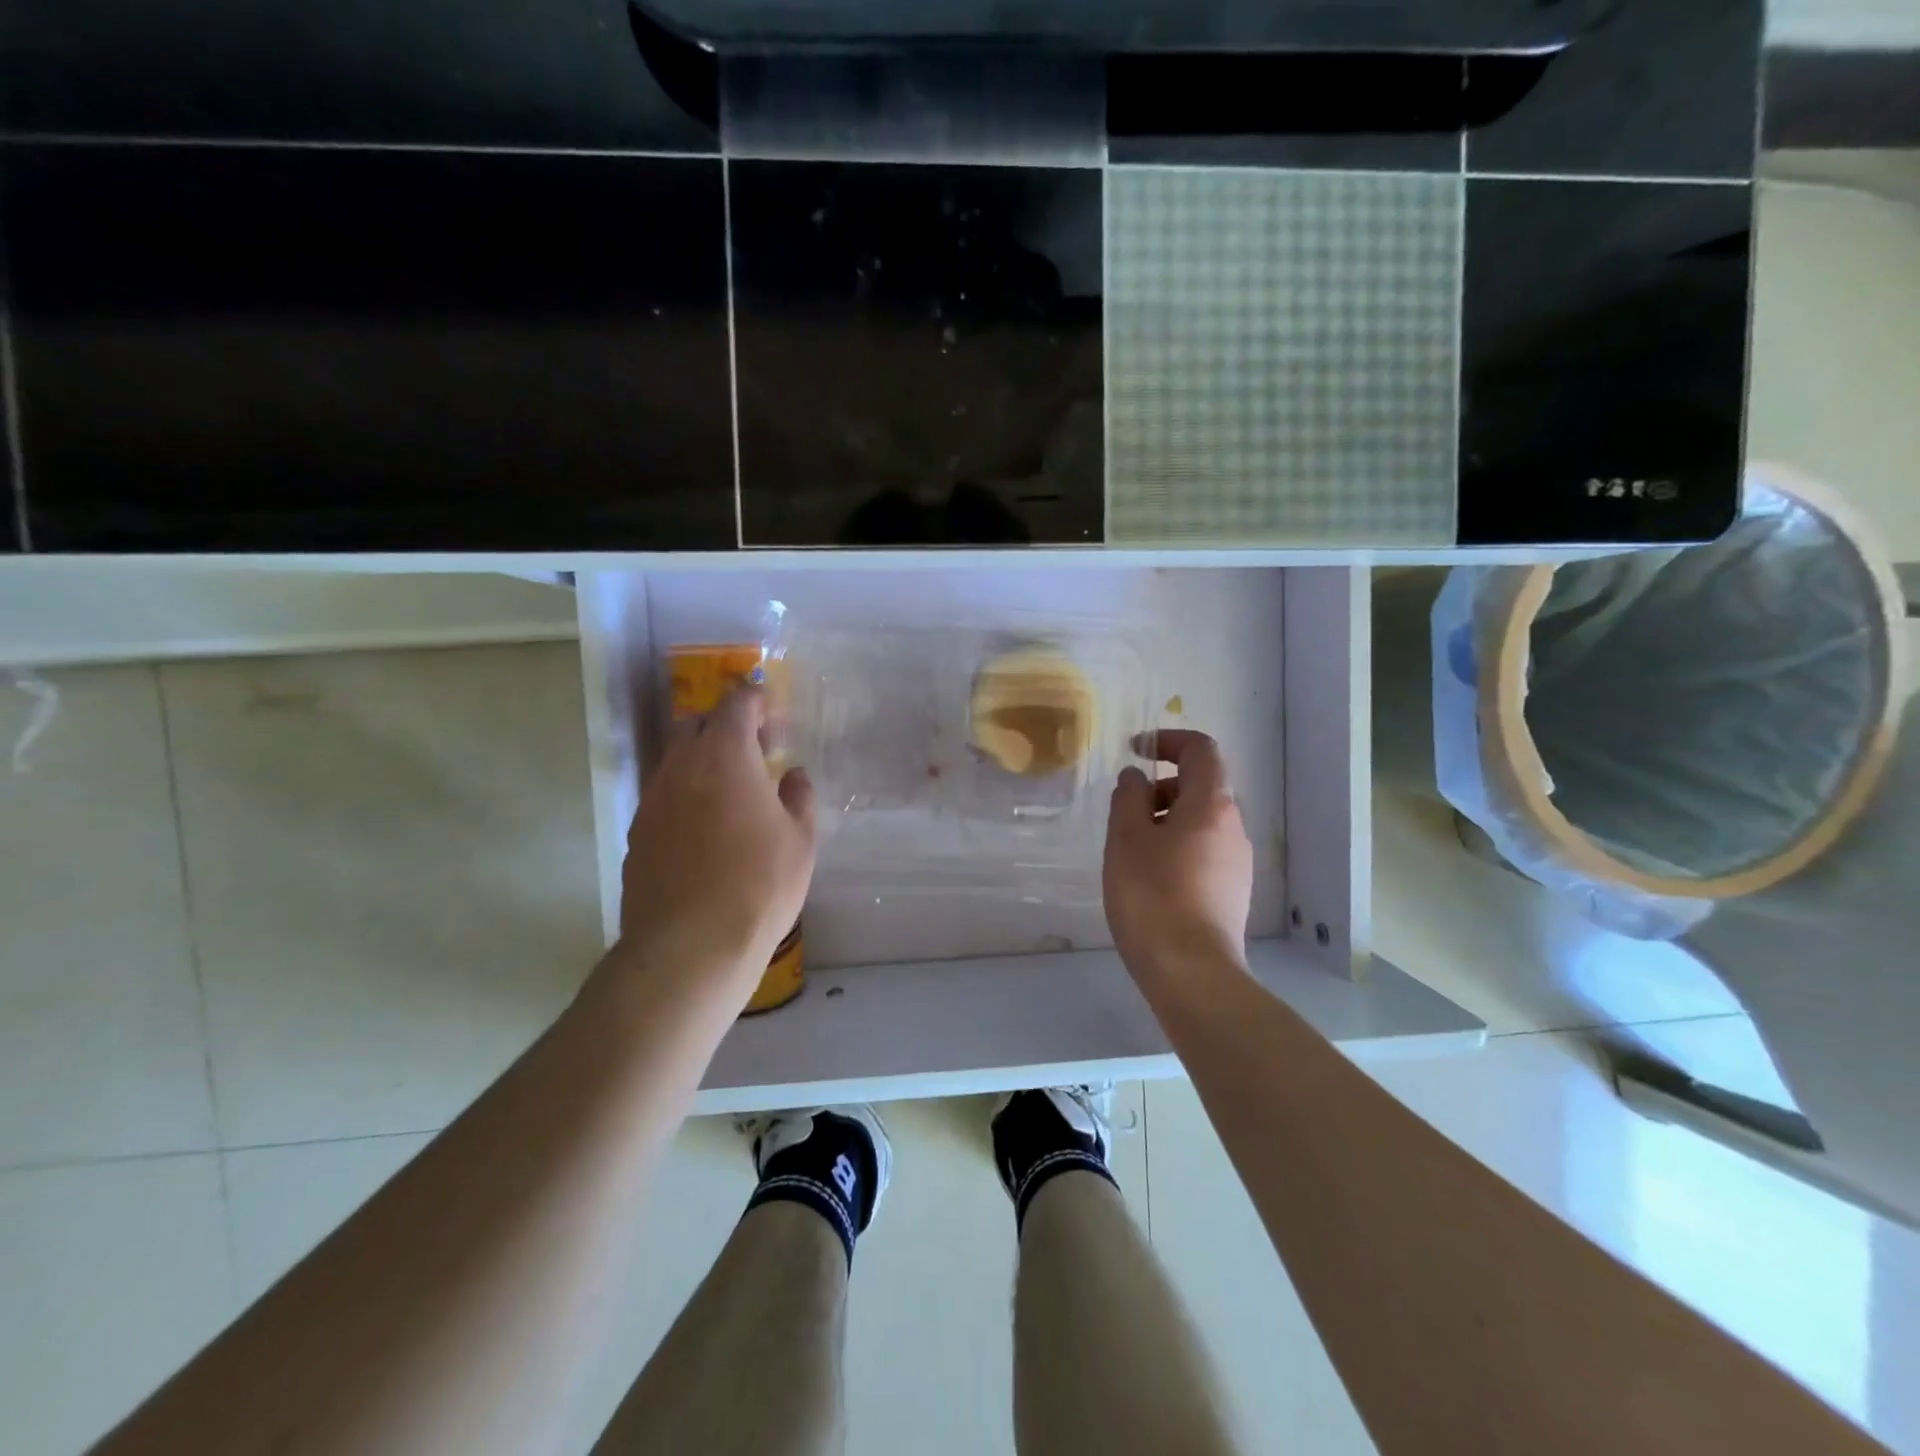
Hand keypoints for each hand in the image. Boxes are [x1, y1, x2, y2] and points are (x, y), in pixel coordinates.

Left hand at [614, 685, 816, 1001]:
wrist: (690, 946)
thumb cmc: (759, 885)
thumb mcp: (801, 840)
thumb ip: (799, 797)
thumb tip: (793, 776)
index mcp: (725, 756)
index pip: (735, 703)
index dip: (755, 699)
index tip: (771, 711)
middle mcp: (681, 768)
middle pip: (695, 724)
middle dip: (724, 726)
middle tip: (754, 751)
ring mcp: (653, 801)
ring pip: (675, 761)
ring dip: (702, 762)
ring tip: (731, 792)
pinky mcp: (638, 835)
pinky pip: (663, 797)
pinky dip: (685, 796)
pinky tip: (706, 829)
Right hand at [1103, 729, 1253, 981]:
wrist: (1191, 971)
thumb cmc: (1152, 895)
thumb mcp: (1126, 838)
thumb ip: (1128, 797)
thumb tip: (1135, 777)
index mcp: (1212, 804)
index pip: (1201, 749)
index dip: (1168, 740)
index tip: (1135, 751)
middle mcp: (1233, 826)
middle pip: (1201, 785)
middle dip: (1161, 786)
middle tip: (1125, 812)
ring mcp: (1237, 861)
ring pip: (1201, 821)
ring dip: (1166, 819)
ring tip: (1130, 849)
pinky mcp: (1233, 891)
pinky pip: (1203, 850)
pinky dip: (1176, 846)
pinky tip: (1149, 878)